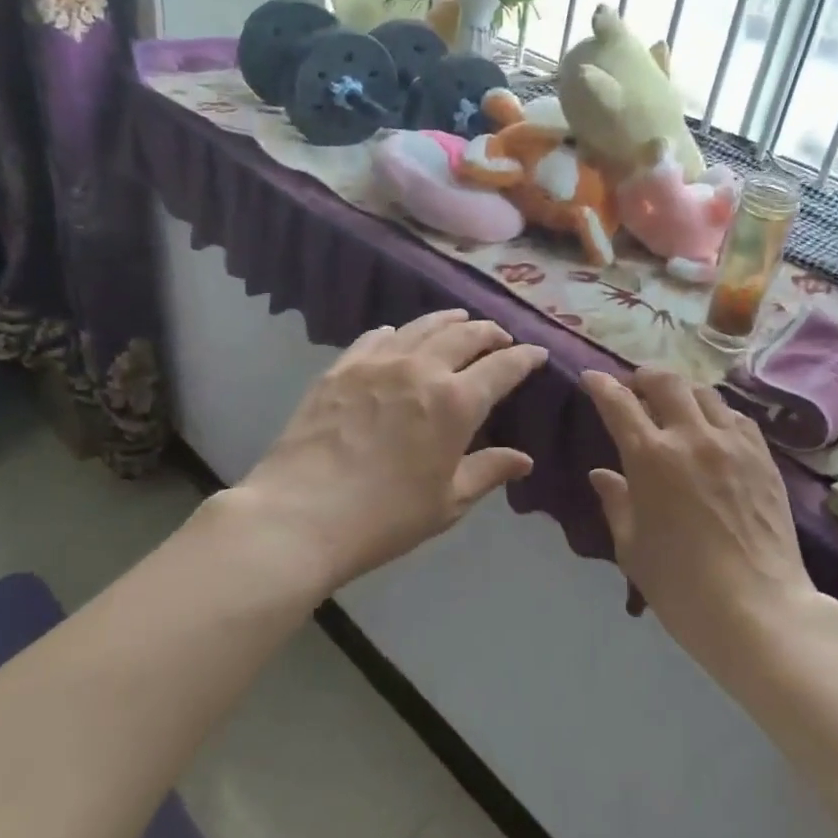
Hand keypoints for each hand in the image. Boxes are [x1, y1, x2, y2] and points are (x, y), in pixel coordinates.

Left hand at [231, 311, 547, 592]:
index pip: (503, 367)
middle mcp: (421, 369)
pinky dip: (397, 332)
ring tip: (460, 320)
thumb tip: (524, 460)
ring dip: (448, 321)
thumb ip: (488, 471)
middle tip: (501, 336)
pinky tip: (397, 335)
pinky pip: (376, 338)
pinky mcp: (341, 368)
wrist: (301, 515)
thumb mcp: (447, 502)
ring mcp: (378, 363)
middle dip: (489, 332)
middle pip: (465, 335)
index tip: (537, 353)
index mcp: (456, 401)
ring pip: (421, 327)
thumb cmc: (385, 517)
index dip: (525, 357)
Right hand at [582, 368, 814, 676]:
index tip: (591, 379)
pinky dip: (716, 413)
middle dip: (643, 376)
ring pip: (704, 392)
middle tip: (634, 388)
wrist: (758, 610)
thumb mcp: (632, 547)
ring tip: (673, 406)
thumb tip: (602, 474)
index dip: (601, 385)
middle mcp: (692, 437)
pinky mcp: (763, 457)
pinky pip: (736, 417)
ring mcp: (733, 443)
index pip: (619, 403)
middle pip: (666, 381)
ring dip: (681, 391)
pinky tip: (712, 430)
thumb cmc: (681, 586)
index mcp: (651, 457)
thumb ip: (616, 502)